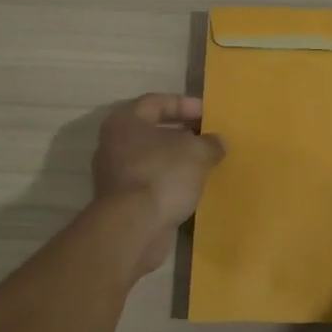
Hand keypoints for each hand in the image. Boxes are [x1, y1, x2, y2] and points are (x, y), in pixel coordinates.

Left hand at [92, 93, 225, 236]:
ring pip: (151, 158)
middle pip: (152, 131)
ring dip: (176, 159)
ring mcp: (115, 175)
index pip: (156, 102)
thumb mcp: (198, 153)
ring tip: (204, 163)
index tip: (209, 114)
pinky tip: (191, 187)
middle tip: (208, 137)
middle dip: (182, 133)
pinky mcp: (121, 201)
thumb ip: (210, 143)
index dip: (185, 104)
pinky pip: (150, 181)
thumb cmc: (163, 176)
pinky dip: (169, 181)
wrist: (134, 229)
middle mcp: (114, 144)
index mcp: (125, 122)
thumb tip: (217, 143)